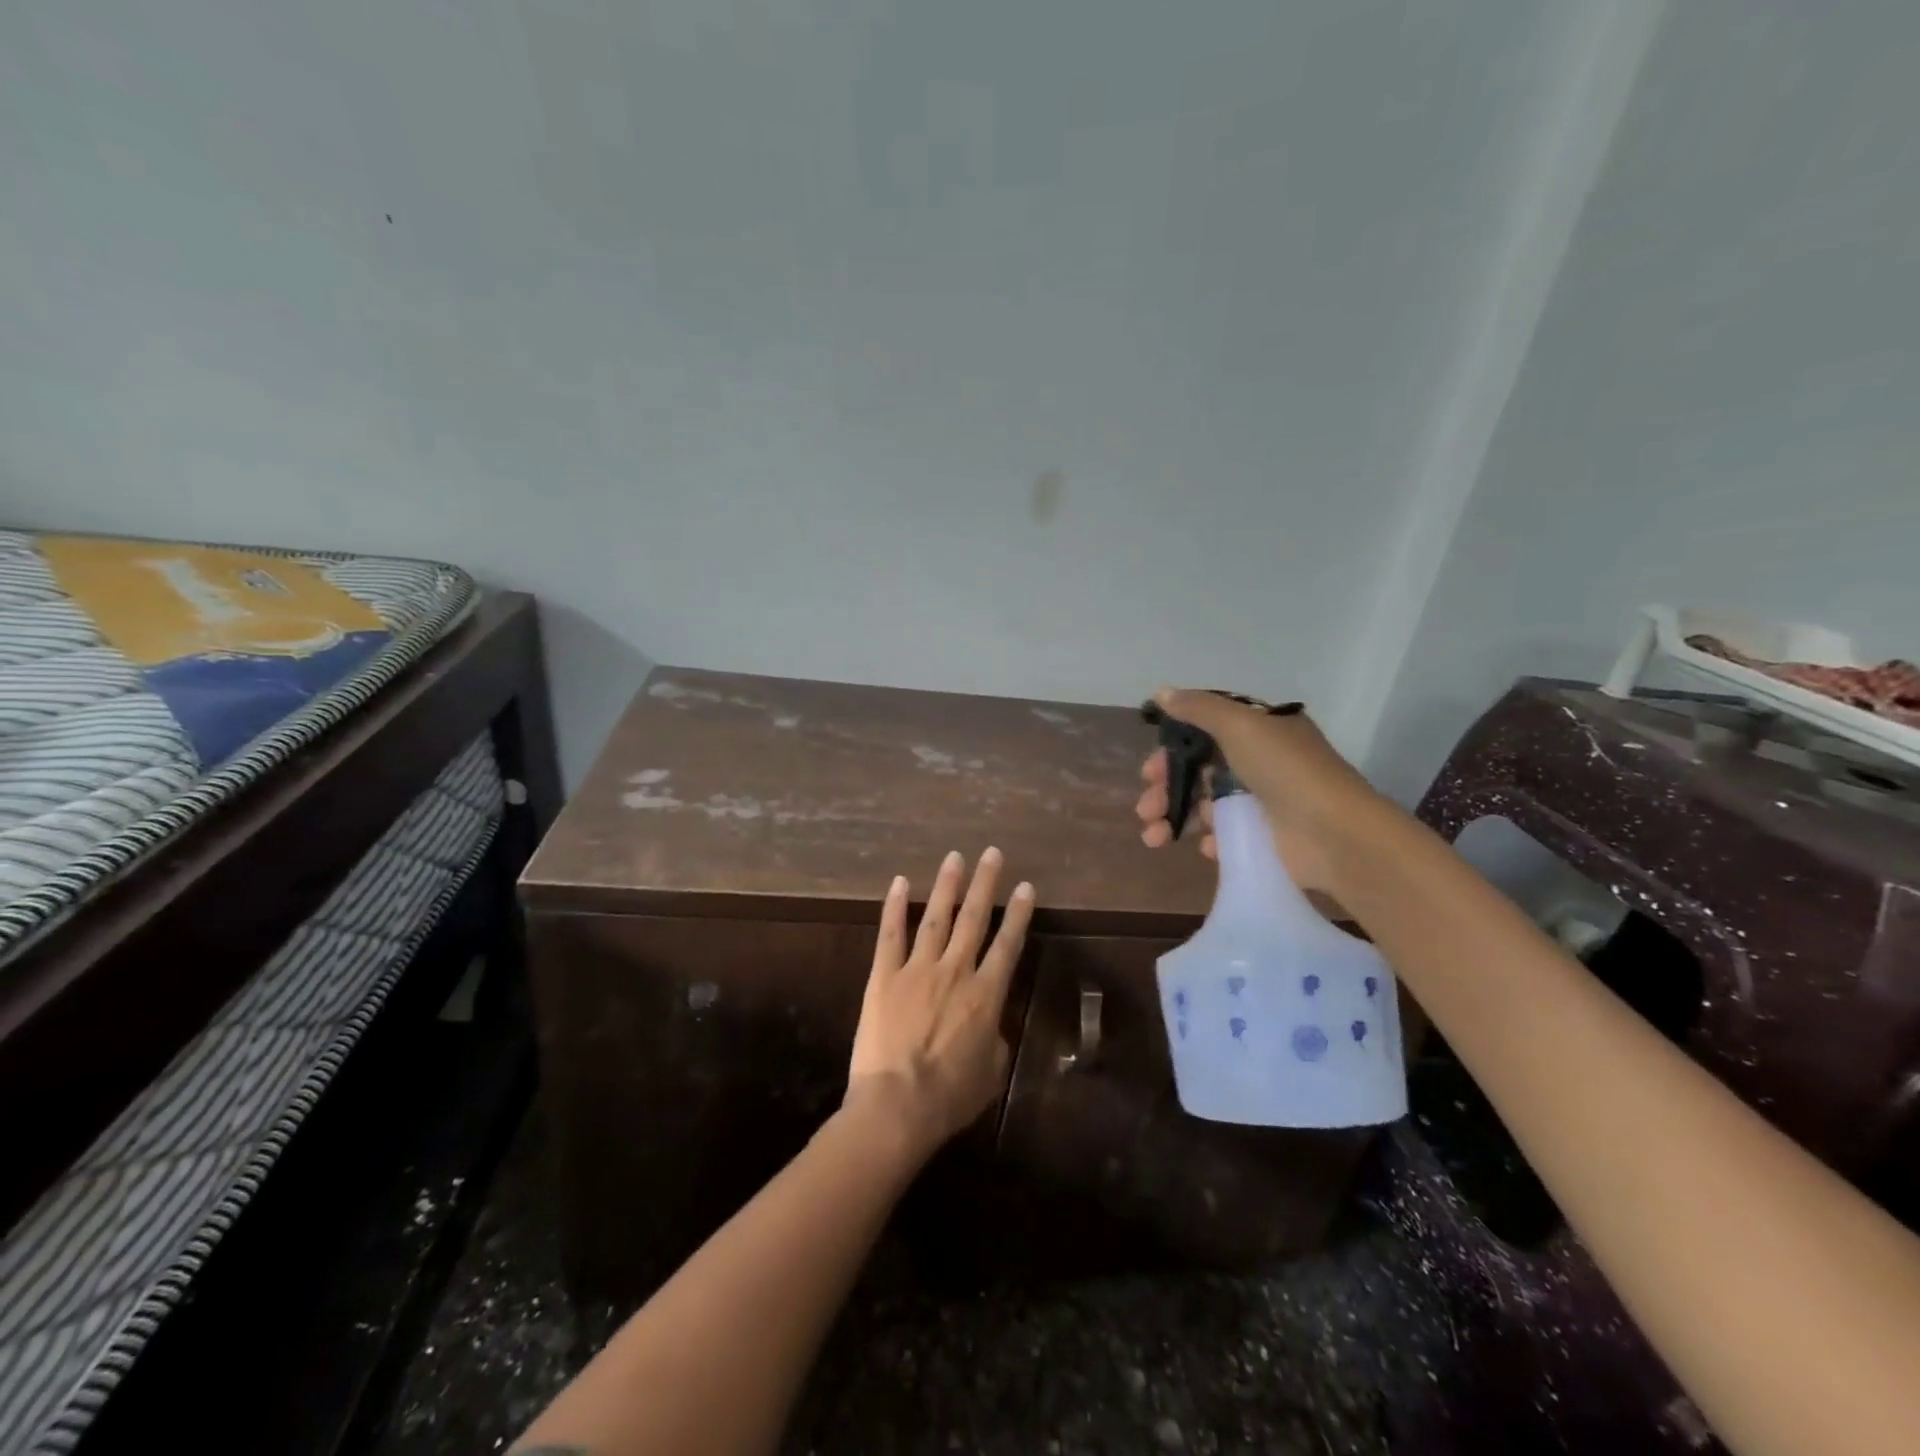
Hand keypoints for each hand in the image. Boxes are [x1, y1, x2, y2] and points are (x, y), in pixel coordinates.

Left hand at [846, 848, 1034, 1154]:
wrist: (898, 1105)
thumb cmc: (950, 1096)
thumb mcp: (992, 1073)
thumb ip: (995, 1039)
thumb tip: (991, 1024)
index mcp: (986, 995)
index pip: (1008, 944)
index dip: (1018, 914)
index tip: (1025, 887)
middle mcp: (955, 971)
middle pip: (974, 919)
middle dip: (985, 884)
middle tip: (991, 853)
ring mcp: (917, 969)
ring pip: (936, 918)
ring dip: (947, 885)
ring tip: (954, 857)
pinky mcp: (884, 976)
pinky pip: (890, 935)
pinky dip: (895, 907)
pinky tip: (900, 882)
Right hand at [1133, 687, 1384, 909]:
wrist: (1334, 834)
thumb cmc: (1286, 771)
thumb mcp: (1241, 726)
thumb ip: (1199, 708)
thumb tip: (1160, 691)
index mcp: (1258, 732)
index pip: (1204, 734)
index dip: (1173, 751)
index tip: (1149, 770)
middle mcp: (1259, 763)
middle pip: (1198, 772)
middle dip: (1165, 790)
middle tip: (1145, 808)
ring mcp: (1261, 803)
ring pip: (1203, 806)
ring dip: (1174, 818)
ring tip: (1154, 838)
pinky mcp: (1263, 838)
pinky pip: (1225, 836)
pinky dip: (1210, 840)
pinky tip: (1208, 847)